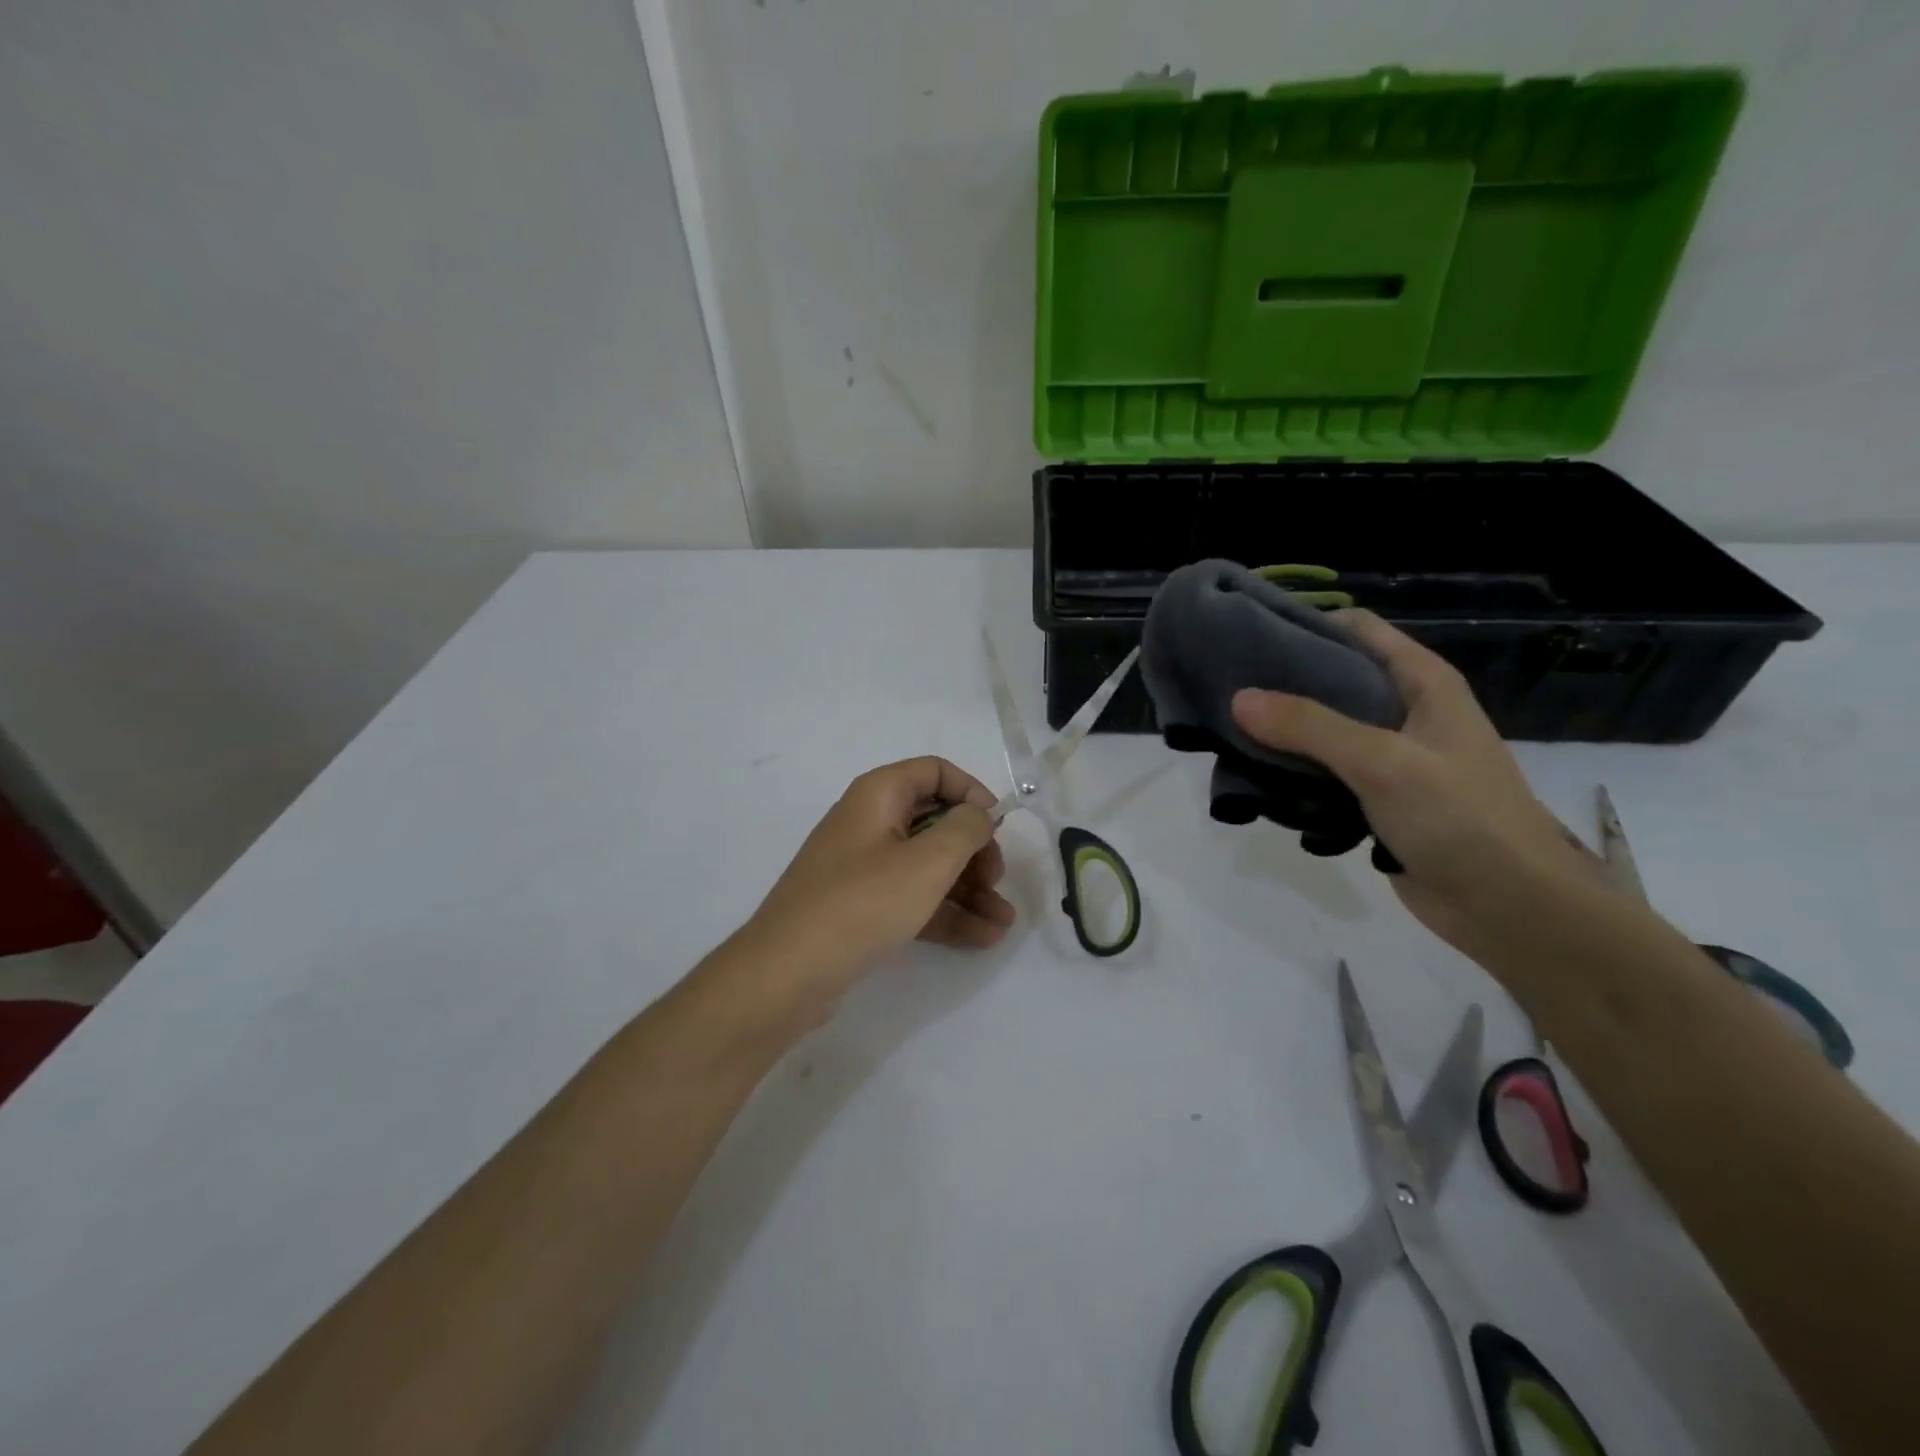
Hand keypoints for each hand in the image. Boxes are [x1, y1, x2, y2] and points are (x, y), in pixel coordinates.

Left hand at [735, 757, 1015, 1009]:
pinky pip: (912, 898)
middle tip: (997, 881)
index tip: (999, 827)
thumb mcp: (928, 861)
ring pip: (927, 865)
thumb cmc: (863, 902)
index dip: (972, 793)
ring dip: (969, 889)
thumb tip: (978, 815)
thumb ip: (966, 829)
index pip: (936, 772)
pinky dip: (946, 912)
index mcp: (879, 795)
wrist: (787, 972)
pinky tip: (982, 938)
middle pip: (936, 821)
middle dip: (975, 851)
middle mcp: (870, 822)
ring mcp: (864, 867)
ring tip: (1004, 922)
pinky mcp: (862, 906)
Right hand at [1229, 610, 1598, 955]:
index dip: (1305, 625)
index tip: (1247, 638)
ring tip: (1229, 735)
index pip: (1356, 630)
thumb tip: (1239, 699)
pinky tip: (1259, 780)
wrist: (1510, 909)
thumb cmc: (1460, 819)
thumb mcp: (1383, 762)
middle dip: (1281, 684)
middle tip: (1225, 691)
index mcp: (1422, 684)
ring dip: (1283, 735)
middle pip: (1333, 679)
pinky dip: (1295, 774)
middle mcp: (1406, 712)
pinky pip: (1326, 774)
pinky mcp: (1378, 800)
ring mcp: (1392, 758)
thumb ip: (1310, 727)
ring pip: (1324, 731)